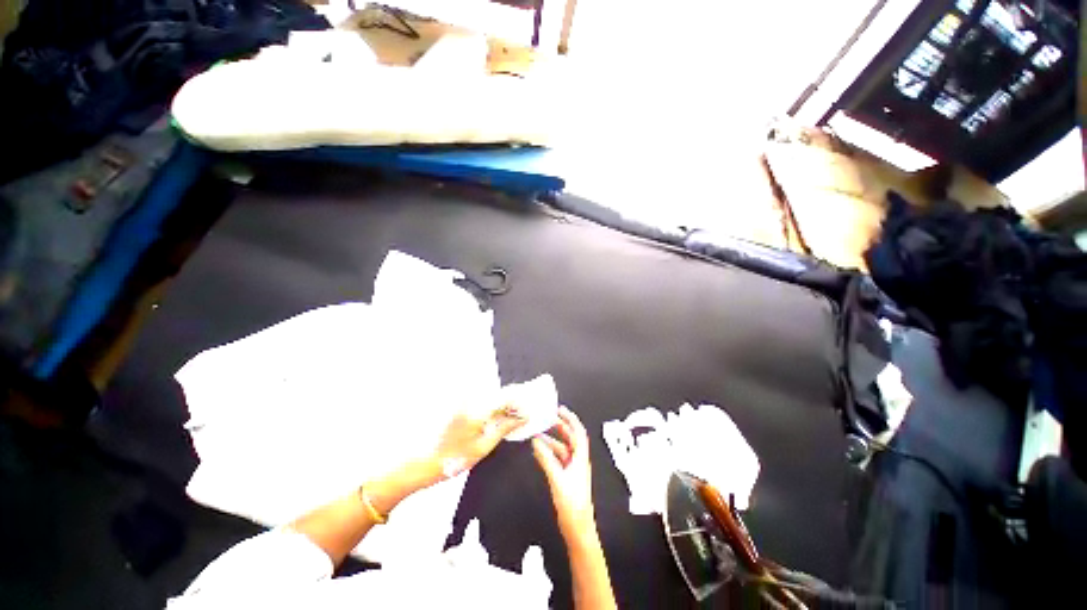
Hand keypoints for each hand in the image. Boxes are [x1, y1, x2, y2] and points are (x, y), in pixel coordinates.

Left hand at [413, 406, 526, 489]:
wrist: (422, 462)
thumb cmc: (453, 459)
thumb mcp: (483, 447)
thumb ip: (504, 428)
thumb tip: (523, 418)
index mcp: (478, 409)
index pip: (506, 396)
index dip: (521, 401)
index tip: (529, 410)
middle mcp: (471, 399)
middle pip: (499, 393)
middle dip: (513, 402)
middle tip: (522, 414)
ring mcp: (464, 401)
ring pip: (491, 396)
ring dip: (503, 404)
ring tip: (510, 418)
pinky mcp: (459, 404)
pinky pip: (481, 401)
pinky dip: (491, 407)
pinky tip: (494, 418)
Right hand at [532, 406, 595, 537]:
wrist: (578, 529)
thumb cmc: (572, 504)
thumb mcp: (557, 479)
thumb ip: (546, 459)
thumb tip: (536, 442)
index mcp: (580, 458)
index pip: (578, 432)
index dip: (571, 419)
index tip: (560, 410)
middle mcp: (578, 461)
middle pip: (570, 438)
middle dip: (560, 427)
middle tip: (547, 419)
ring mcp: (572, 469)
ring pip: (562, 449)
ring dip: (551, 441)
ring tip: (537, 435)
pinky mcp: (566, 478)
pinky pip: (557, 459)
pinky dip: (549, 453)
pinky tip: (539, 452)